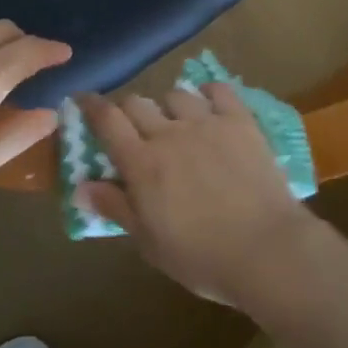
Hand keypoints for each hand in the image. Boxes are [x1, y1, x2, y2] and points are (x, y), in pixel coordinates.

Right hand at [77, 83, 319, 304]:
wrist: (266, 249)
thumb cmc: (201, 257)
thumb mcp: (149, 242)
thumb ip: (116, 208)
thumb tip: (80, 187)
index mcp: (142, 163)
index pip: (107, 120)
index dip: (92, 106)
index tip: (83, 100)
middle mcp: (169, 133)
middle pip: (138, 102)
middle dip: (129, 110)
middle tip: (134, 129)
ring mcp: (206, 122)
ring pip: (176, 94)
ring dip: (168, 106)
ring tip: (176, 122)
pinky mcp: (240, 121)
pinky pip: (219, 90)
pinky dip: (209, 93)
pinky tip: (210, 105)